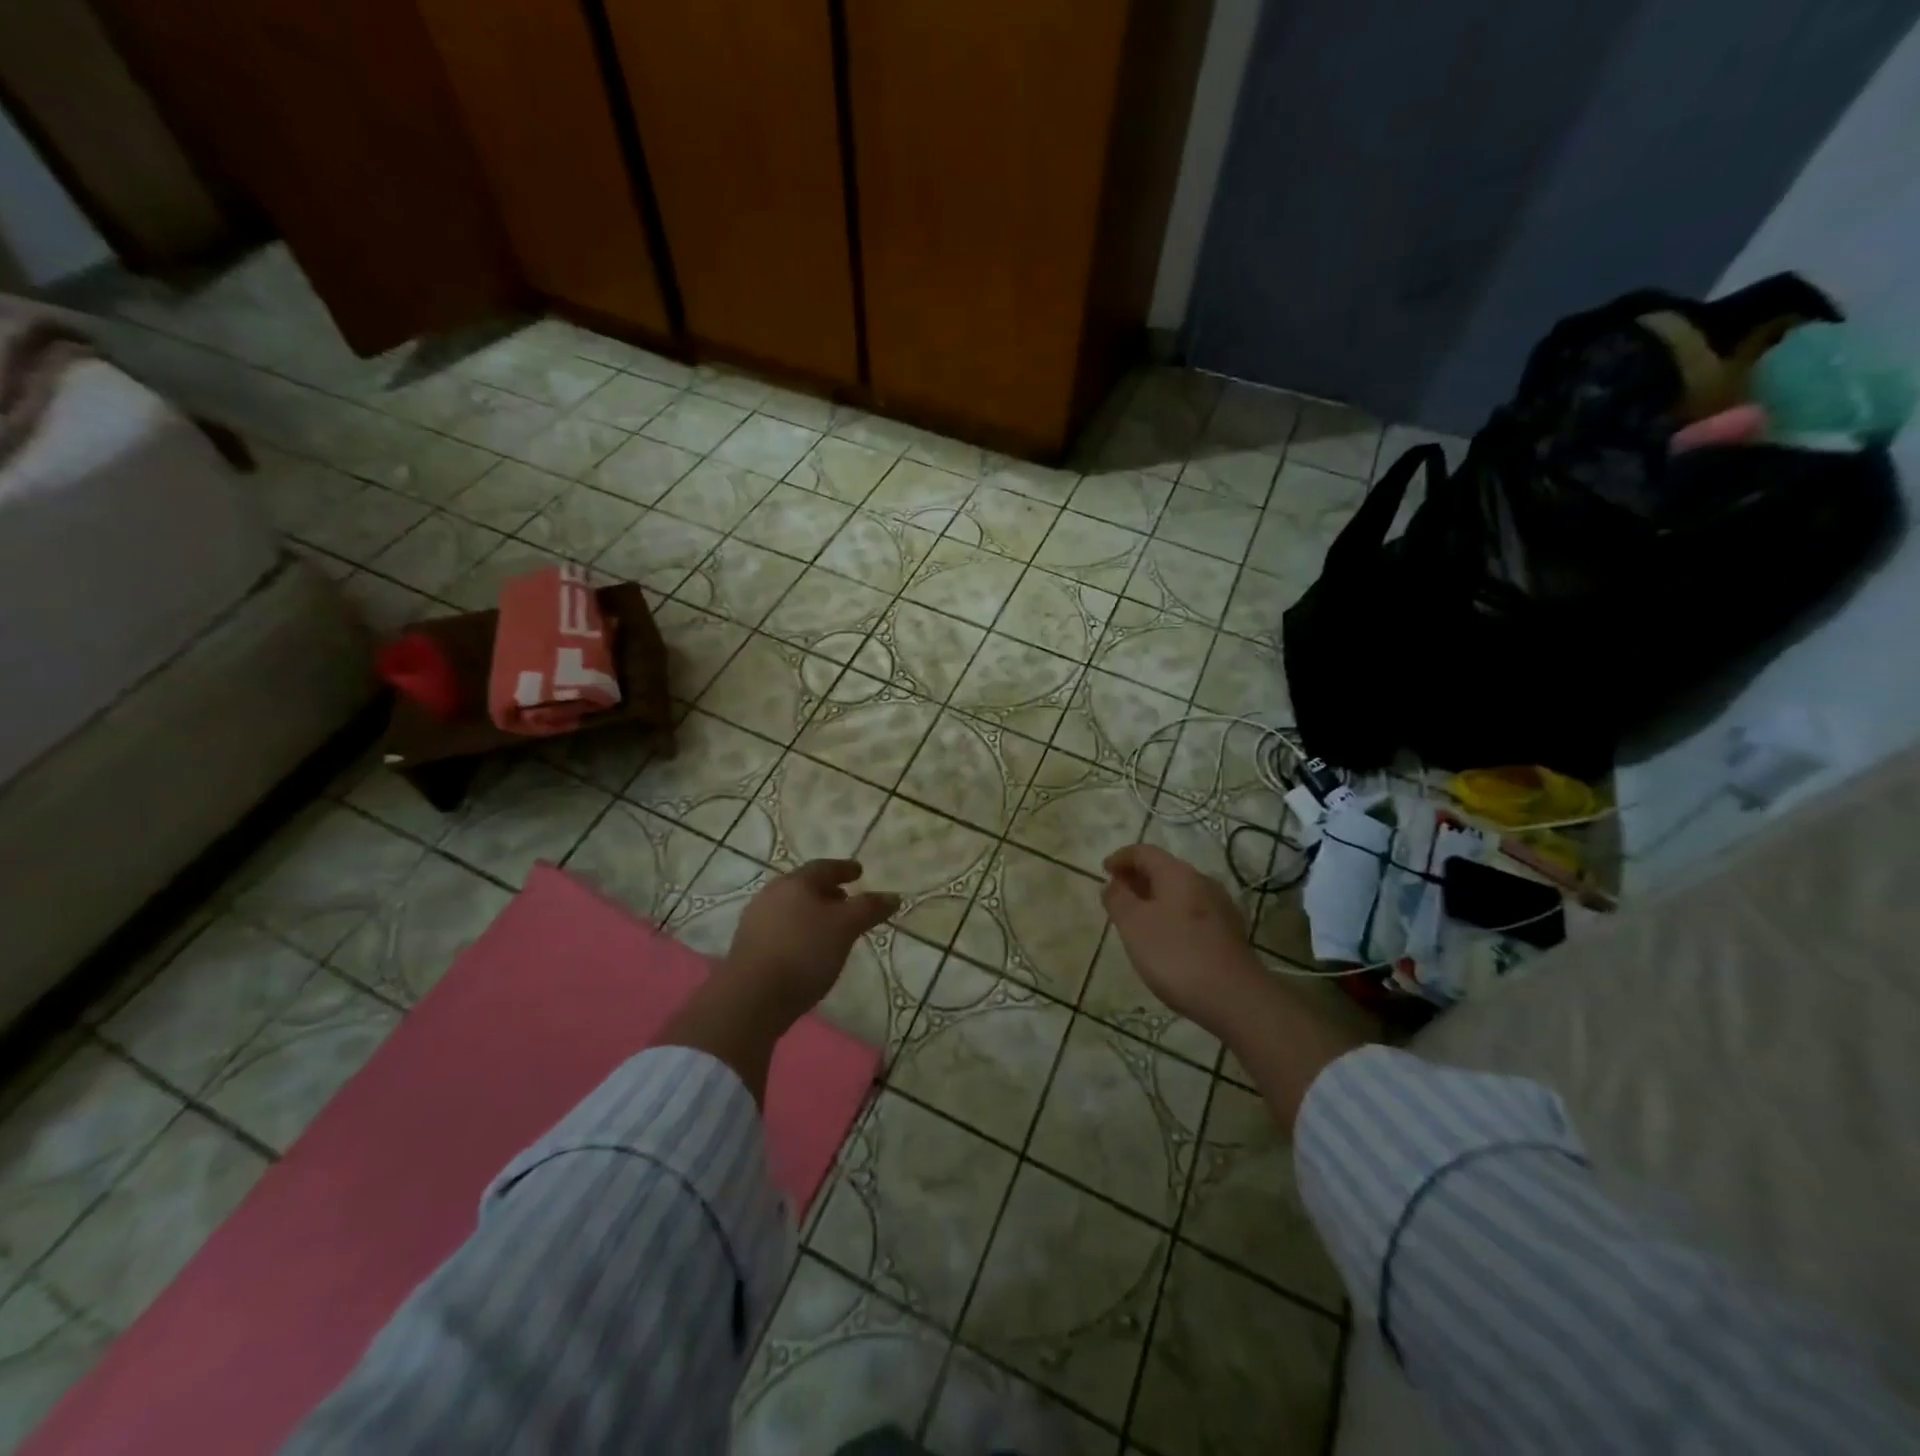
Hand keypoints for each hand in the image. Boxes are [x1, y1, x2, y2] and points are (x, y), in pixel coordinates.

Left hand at [723, 860, 899, 1026]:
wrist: (751, 997)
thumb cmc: (804, 952)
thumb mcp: (845, 927)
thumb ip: (869, 909)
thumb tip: (893, 896)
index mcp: (795, 883)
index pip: (824, 867)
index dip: (844, 868)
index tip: (859, 872)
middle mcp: (771, 895)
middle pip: (804, 887)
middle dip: (827, 891)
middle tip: (846, 899)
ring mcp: (755, 921)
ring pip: (790, 908)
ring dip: (811, 913)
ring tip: (830, 927)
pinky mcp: (748, 948)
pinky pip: (780, 929)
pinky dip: (799, 931)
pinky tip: (808, 949)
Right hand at [1101, 844, 1261, 1035]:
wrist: (1235, 998)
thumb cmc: (1176, 954)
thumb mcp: (1133, 925)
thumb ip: (1118, 900)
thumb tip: (1113, 884)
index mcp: (1178, 874)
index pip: (1144, 852)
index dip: (1121, 858)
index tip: (1104, 871)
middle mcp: (1202, 882)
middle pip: (1164, 869)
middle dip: (1137, 878)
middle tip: (1117, 894)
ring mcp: (1220, 907)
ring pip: (1179, 892)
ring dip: (1155, 897)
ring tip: (1137, 917)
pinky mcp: (1229, 932)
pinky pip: (1192, 912)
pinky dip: (1171, 914)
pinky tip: (1166, 938)